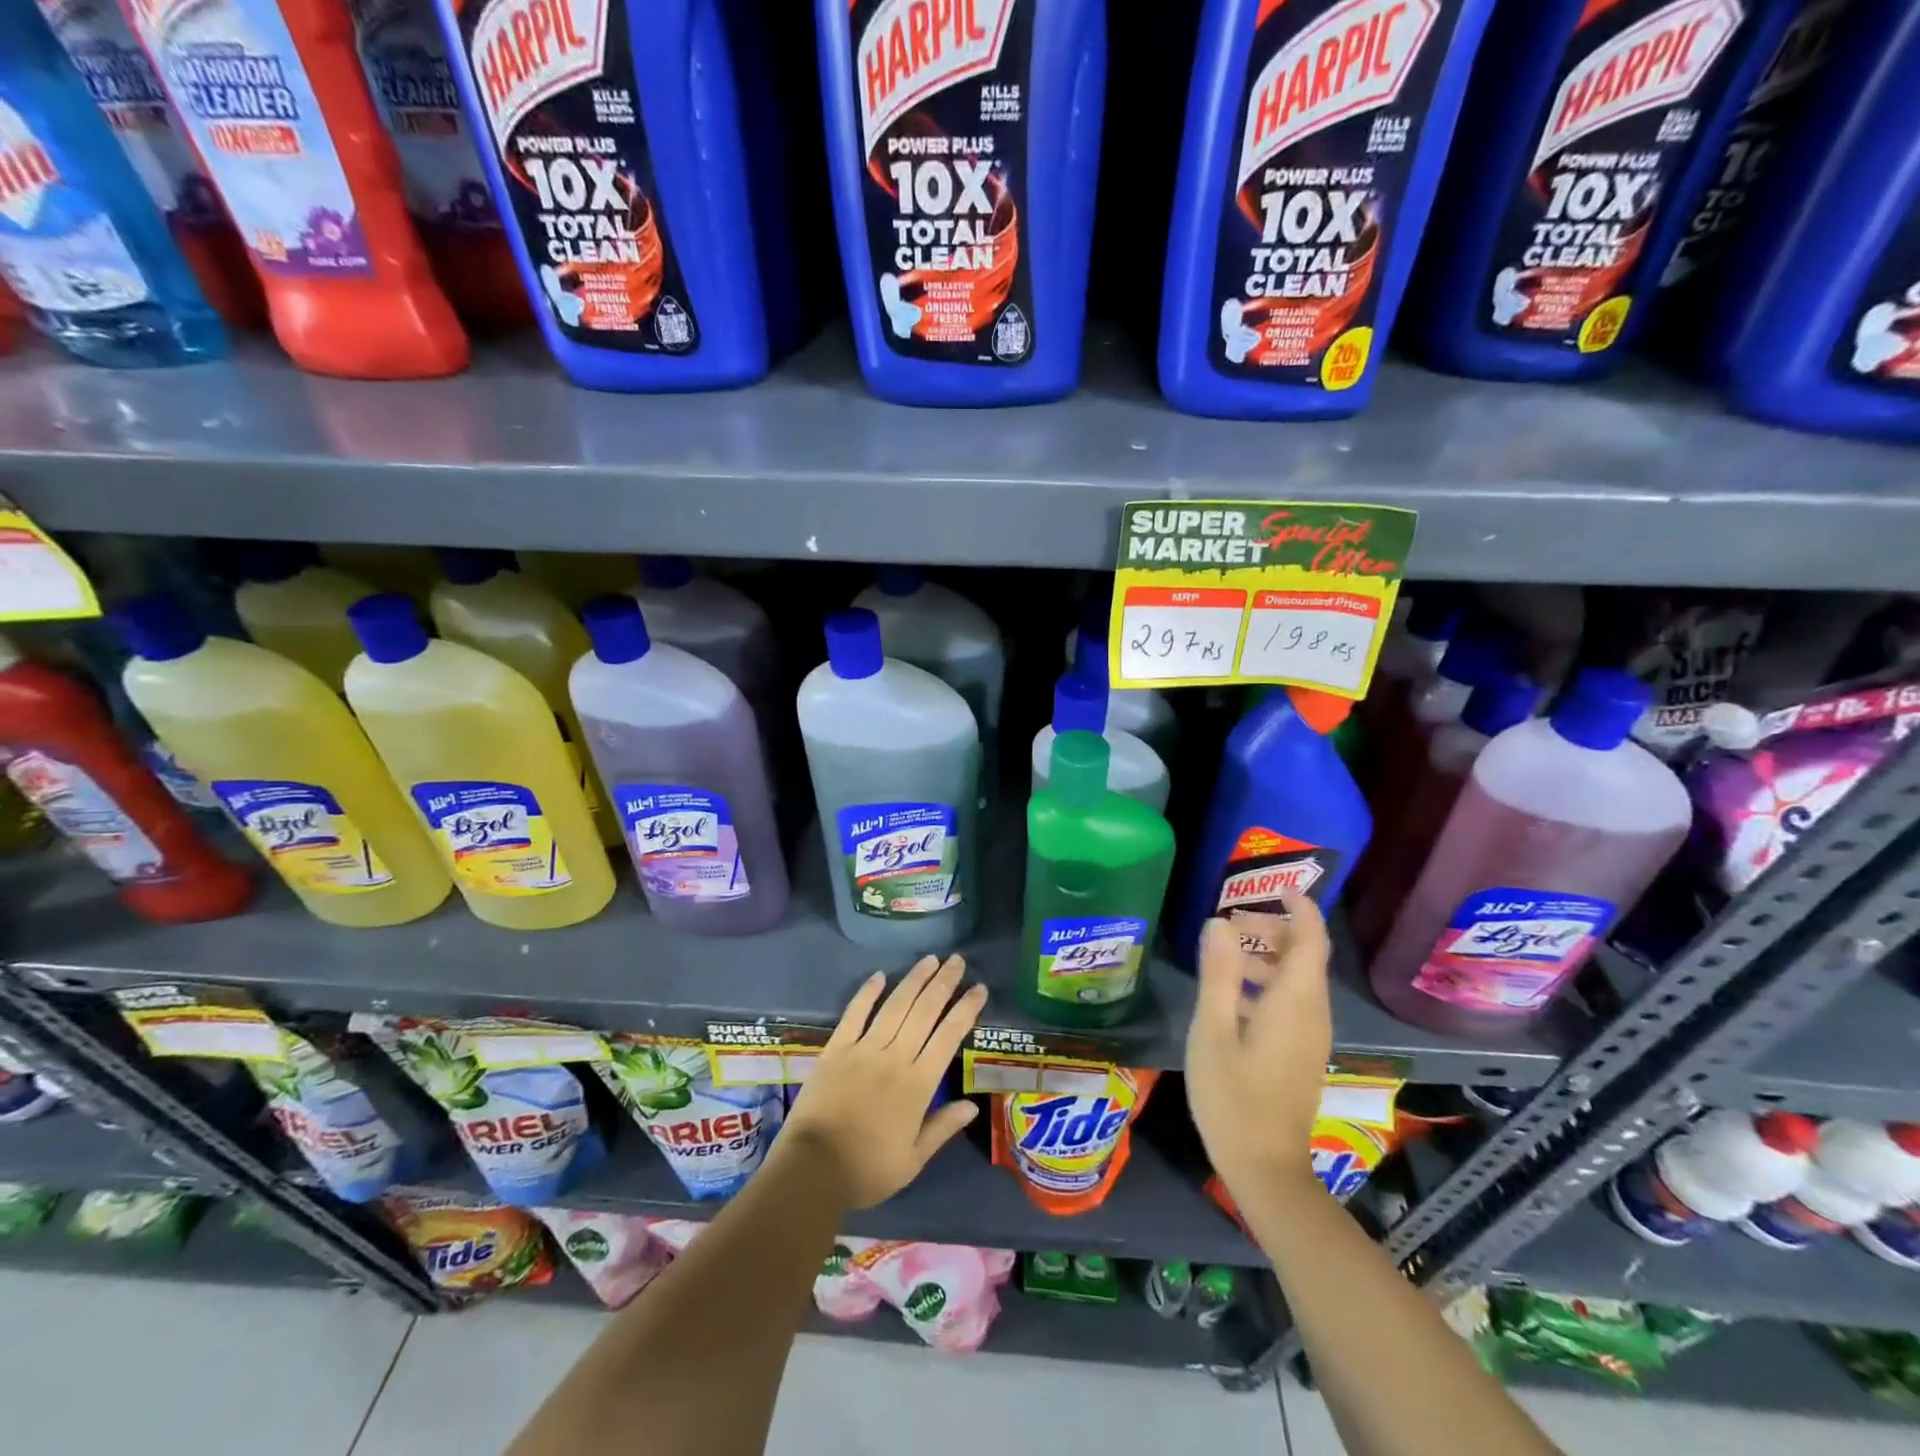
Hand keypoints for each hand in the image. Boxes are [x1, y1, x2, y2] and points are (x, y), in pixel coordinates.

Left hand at [782, 954, 985, 1208]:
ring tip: (930, 959)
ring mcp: (864, 1049)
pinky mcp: (836, 1049)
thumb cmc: (867, 1170)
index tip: (979, 988)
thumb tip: (973, 1105)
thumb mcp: (913, 1160)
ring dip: (914, 980)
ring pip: (895, 1006)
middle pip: (924, 1012)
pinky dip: (867, 992)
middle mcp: (895, 1058)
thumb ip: (942, 1128)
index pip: (948, 1037)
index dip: (965, 1010)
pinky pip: (854, 1014)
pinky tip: (879, 975)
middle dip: (943, 983)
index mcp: (918, 1084)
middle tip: (957, 960)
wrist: (813, 1170)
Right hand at [1185, 899, 1332, 1195]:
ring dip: (1266, 956)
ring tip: (1223, 951)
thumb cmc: (1233, 1096)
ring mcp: (1309, 1035)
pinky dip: (1266, 982)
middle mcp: (1311, 1013)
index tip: (1277, 885)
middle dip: (1272, 929)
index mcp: (1295, 1002)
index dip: (1299, 908)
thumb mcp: (1214, 1030)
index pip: (1310, 940)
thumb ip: (1218, 974)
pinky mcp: (1300, 1052)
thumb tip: (1218, 922)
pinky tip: (1229, 994)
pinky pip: (1291, 1001)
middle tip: (1229, 921)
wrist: (1265, 1167)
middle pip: (1303, 956)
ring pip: (1296, 979)